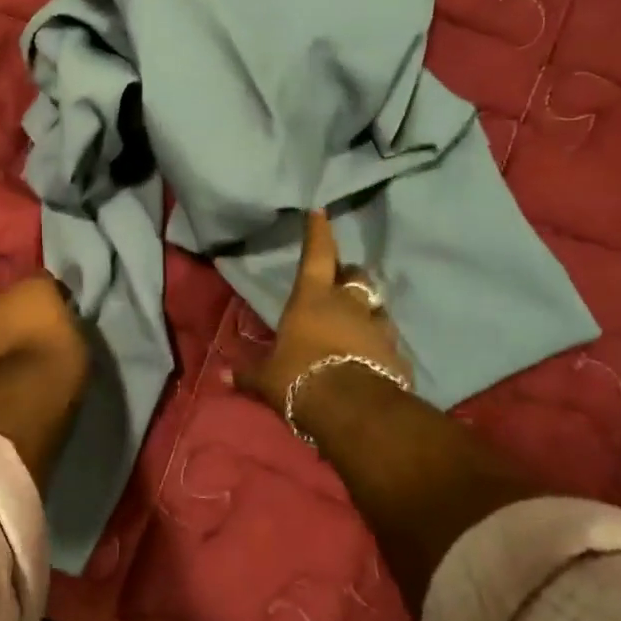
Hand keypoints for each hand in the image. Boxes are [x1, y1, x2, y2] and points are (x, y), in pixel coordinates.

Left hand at [0, 272, 88, 387]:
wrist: (18, 394)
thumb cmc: (59, 359)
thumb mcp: (80, 337)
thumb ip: (68, 321)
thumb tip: (62, 321)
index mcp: (35, 284)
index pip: (48, 281)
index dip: (56, 297)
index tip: (65, 314)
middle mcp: (3, 293)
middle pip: (17, 297)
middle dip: (27, 310)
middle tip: (41, 331)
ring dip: (8, 329)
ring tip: (22, 350)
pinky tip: (6, 364)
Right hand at [235, 211, 411, 417]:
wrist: (353, 409)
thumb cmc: (300, 378)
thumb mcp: (267, 378)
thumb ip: (249, 374)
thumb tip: (224, 376)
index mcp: (312, 298)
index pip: (316, 254)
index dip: (318, 232)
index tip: (320, 211)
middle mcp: (348, 304)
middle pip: (354, 276)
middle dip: (347, 276)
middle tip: (340, 284)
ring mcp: (377, 327)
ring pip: (376, 306)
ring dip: (367, 310)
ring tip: (358, 323)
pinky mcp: (397, 354)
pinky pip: (387, 342)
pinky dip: (379, 345)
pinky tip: (372, 358)